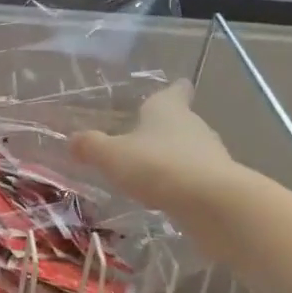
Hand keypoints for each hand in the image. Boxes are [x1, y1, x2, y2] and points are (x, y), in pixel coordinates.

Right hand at [70, 81, 234, 212]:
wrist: (211, 203)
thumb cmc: (157, 166)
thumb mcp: (112, 156)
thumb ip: (91, 146)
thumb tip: (72, 140)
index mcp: (168, 109)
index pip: (175, 91)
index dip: (173, 90)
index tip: (175, 88)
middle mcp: (193, 125)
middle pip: (180, 121)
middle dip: (164, 129)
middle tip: (142, 139)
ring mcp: (210, 154)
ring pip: (189, 149)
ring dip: (173, 158)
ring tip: (150, 171)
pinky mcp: (219, 183)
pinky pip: (196, 177)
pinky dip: (182, 183)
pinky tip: (167, 196)